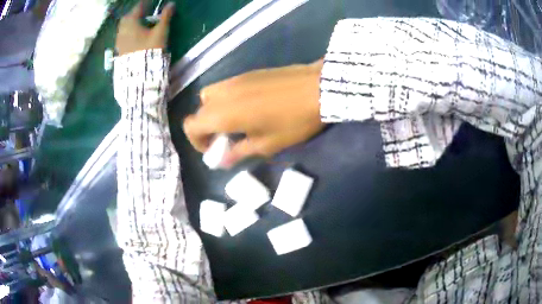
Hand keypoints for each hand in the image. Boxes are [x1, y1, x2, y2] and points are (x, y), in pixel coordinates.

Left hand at [116, 1, 174, 55]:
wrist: (139, 74)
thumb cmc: (150, 50)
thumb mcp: (160, 32)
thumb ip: (165, 17)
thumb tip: (172, 4)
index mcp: (132, 23)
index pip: (138, 7)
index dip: (145, 3)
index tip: (150, 2)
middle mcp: (123, 30)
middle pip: (128, 17)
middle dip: (135, 13)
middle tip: (143, 12)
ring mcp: (119, 41)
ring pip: (124, 27)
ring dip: (131, 23)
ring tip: (140, 24)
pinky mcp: (119, 50)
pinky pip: (122, 36)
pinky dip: (128, 32)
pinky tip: (134, 35)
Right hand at [184, 60, 325, 167]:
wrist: (317, 88)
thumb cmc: (293, 121)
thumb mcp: (267, 144)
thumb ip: (239, 152)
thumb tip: (221, 160)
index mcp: (223, 114)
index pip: (191, 125)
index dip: (196, 141)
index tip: (213, 148)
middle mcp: (223, 94)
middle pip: (199, 110)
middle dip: (206, 127)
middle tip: (225, 138)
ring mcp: (235, 79)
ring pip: (210, 95)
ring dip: (214, 111)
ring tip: (235, 121)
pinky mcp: (248, 73)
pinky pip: (226, 87)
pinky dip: (226, 99)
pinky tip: (248, 106)